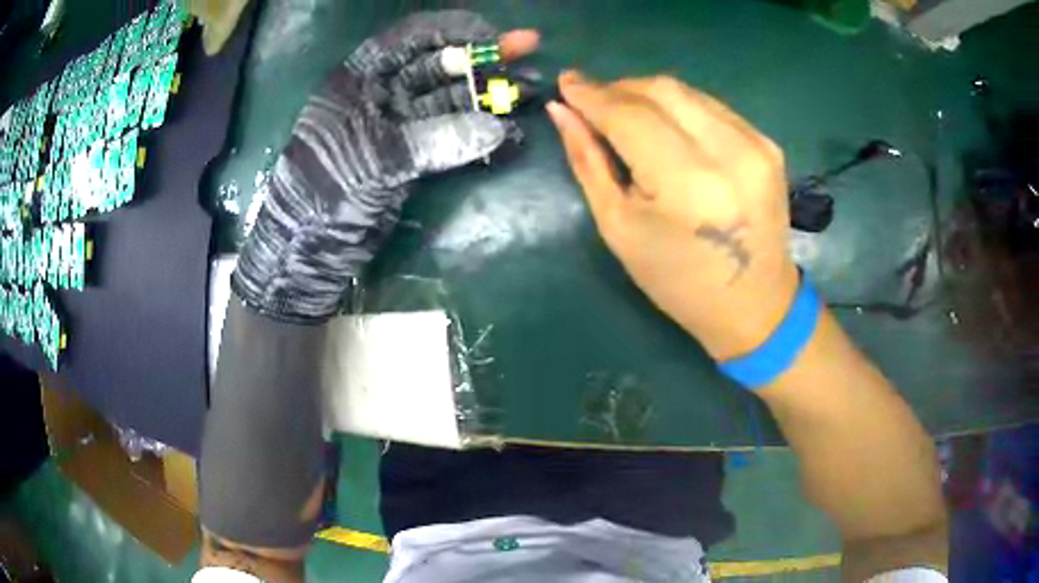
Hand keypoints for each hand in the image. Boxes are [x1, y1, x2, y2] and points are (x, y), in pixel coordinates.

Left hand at [233, 11, 538, 322]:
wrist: (308, 250)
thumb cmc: (326, 193)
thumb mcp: (373, 159)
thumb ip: (433, 140)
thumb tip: (496, 129)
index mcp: (360, 79)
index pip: (410, 38)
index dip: (453, 30)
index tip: (495, 35)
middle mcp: (382, 93)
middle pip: (438, 63)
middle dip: (482, 57)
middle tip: (530, 49)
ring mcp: (399, 125)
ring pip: (450, 99)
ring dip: (488, 94)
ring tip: (530, 91)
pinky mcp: (412, 155)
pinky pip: (452, 135)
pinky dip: (479, 133)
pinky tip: (511, 132)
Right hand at [547, 72, 797, 359]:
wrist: (754, 305)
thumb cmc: (678, 281)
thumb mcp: (619, 227)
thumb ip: (588, 161)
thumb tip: (562, 110)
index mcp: (689, 185)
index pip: (631, 115)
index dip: (593, 94)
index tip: (565, 83)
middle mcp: (730, 153)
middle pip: (662, 90)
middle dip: (619, 88)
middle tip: (592, 101)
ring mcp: (757, 145)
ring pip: (687, 92)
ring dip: (648, 95)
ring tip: (625, 115)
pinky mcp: (768, 144)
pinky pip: (711, 107)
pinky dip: (679, 108)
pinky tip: (667, 128)